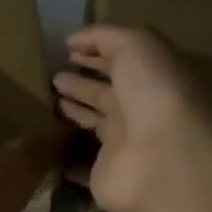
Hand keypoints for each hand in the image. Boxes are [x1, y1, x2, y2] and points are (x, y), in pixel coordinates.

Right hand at [53, 25, 211, 211]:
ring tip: (48, 101)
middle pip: (105, 93)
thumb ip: (105, 37)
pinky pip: (80, 165)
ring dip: (75, 112)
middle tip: (53, 77)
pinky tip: (47, 147)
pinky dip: (66, 158)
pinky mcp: (103, 174)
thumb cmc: (154, 93)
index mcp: (149, 78)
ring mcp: (122, 145)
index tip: (66, 49)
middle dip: (81, 83)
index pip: (120, 61)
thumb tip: (72, 40)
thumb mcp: (136, 46)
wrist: (164, 159)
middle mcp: (138, 110)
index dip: (95, 52)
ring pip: (94, 124)